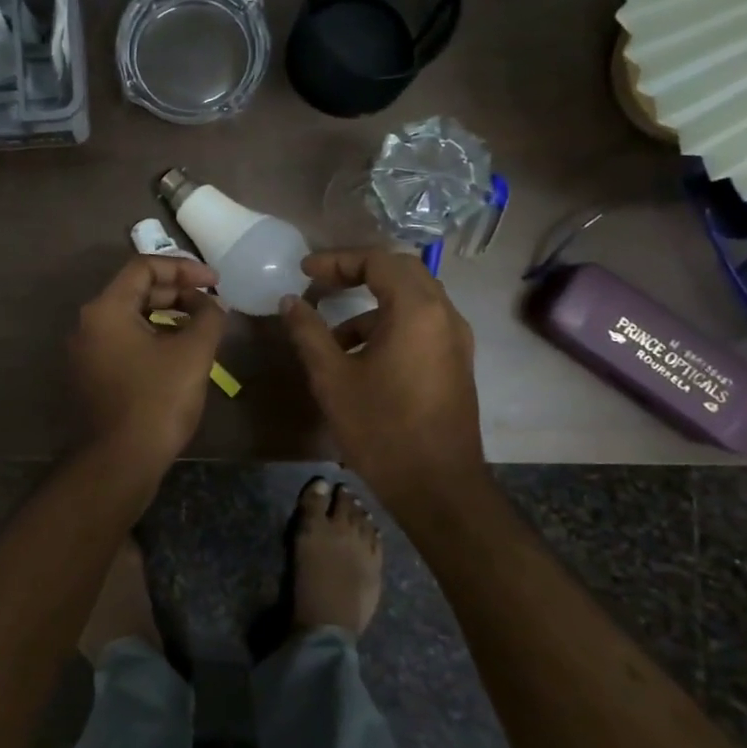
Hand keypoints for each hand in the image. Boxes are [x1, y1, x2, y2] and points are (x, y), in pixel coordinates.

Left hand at [68, 255, 224, 473]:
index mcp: (106, 309)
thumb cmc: (157, 400)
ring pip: (130, 318)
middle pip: (135, 291)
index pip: (143, 267)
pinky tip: (179, 353)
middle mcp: (88, 324)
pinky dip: (152, 337)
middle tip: (211, 304)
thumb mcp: (193, 353)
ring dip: (167, 315)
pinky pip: (124, 342)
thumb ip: (208, 317)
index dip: (183, 268)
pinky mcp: (92, 376)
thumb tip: (212, 305)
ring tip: (201, 327)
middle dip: (176, 292)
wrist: (120, 461)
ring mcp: (86, 352)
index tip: (214, 282)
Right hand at [280, 248, 486, 516]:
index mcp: (417, 310)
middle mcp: (444, 315)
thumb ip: (309, 332)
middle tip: (321, 284)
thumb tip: (290, 301)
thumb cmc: (381, 428)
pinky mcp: (456, 362)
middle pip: (401, 271)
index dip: (337, 260)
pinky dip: (390, 324)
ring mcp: (455, 340)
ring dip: (372, 304)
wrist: (438, 487)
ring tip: (333, 334)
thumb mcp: (332, 378)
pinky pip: (422, 324)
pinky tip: (360, 357)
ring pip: (413, 299)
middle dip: (358, 272)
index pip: (378, 260)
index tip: (304, 271)